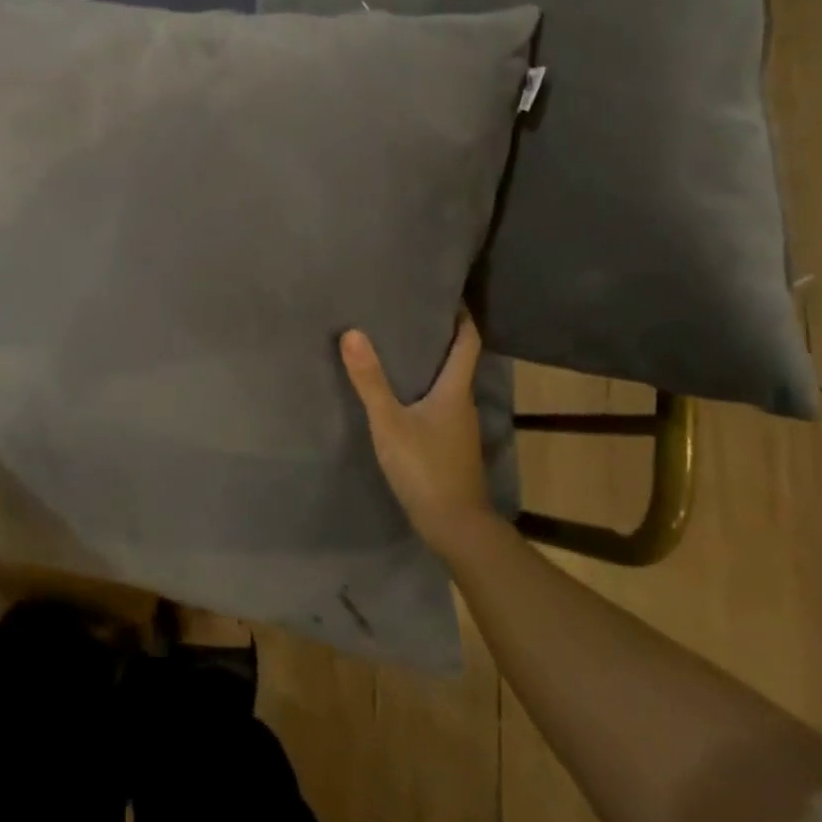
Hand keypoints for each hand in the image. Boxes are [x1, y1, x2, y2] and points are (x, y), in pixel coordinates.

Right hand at [341, 311, 494, 558]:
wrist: (455, 527)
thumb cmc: (426, 468)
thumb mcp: (390, 423)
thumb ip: (370, 380)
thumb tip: (352, 332)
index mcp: (455, 389)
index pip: (468, 341)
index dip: (462, 316)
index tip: (448, 293)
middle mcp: (462, 403)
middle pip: (458, 360)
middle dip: (439, 336)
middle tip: (409, 313)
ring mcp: (458, 427)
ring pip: (446, 384)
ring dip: (429, 364)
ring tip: (398, 347)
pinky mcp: (449, 446)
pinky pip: (438, 405)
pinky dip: (423, 390)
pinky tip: (400, 394)